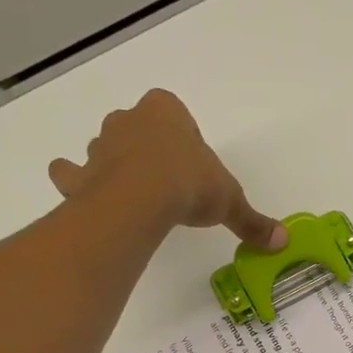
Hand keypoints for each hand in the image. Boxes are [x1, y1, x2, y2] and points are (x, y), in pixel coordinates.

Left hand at [49, 89, 286, 248]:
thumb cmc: (191, 184)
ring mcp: (100, 146)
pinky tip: (77, 190)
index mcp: (167, 112)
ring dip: (113, 163)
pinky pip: (70, 173)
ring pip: (104, 147)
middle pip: (137, 128)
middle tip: (164, 179)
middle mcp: (130, 121)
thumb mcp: (231, 202)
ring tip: (129, 191)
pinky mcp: (81, 175)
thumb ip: (253, 221)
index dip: (181, 138)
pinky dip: (72, 180)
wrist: (142, 198)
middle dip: (146, 147)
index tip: (191, 164)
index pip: (173, 113)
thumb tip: (282, 240)